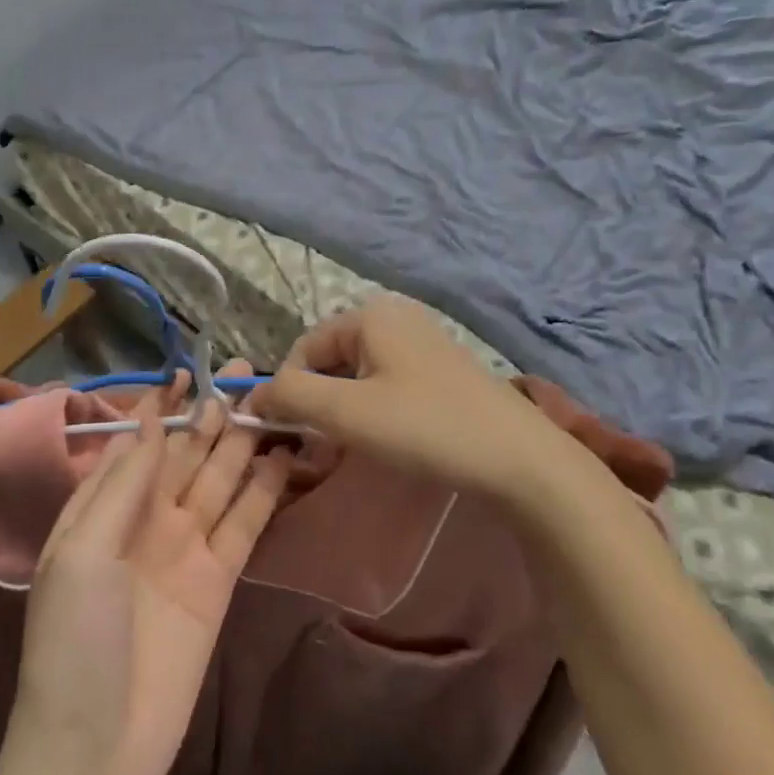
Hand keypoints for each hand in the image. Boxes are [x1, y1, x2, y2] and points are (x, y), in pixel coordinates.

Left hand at [0, 368, 290, 774]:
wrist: (96, 748)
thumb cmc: (73, 638)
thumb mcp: (83, 551)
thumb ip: (124, 484)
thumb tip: (152, 422)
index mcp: (104, 507)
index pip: (139, 442)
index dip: (163, 407)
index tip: (189, 372)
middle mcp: (147, 518)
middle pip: (187, 454)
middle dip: (211, 414)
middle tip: (245, 373)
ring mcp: (186, 547)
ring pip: (220, 480)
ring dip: (242, 442)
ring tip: (268, 402)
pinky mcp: (219, 578)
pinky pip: (244, 523)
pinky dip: (264, 490)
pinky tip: (282, 458)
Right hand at [250, 296, 581, 503]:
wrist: (522, 460)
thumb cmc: (426, 427)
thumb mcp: (347, 412)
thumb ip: (290, 396)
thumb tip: (251, 396)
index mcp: (370, 314)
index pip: (304, 349)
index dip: (288, 391)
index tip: (290, 436)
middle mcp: (395, 317)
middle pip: (332, 360)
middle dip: (318, 403)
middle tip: (321, 448)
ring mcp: (423, 341)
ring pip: (360, 375)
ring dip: (344, 411)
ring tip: (352, 449)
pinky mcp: (443, 370)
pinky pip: (389, 383)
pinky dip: (374, 410)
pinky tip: (388, 441)